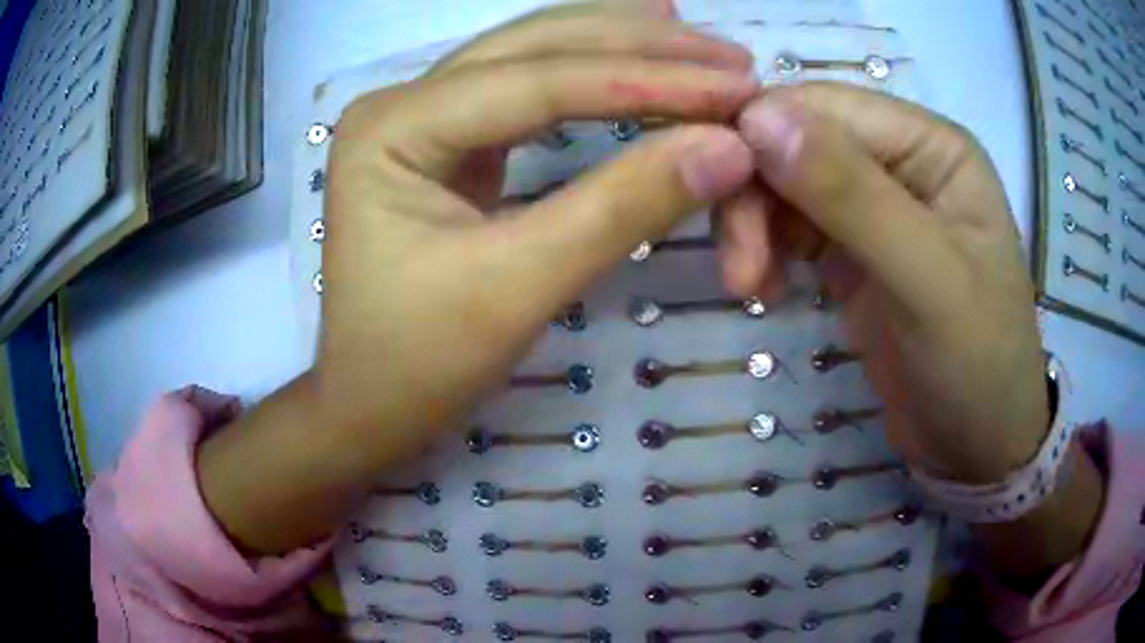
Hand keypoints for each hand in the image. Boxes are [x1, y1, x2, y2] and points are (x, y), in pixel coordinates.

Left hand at [198, 2, 757, 553]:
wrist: (367, 404)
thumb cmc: (419, 363)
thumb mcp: (518, 288)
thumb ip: (623, 208)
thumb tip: (726, 149)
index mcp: (394, 126)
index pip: (539, 81)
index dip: (648, 80)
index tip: (736, 87)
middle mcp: (402, 100)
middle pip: (536, 48)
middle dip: (641, 46)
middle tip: (731, 56)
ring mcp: (421, 115)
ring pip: (534, 56)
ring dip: (621, 45)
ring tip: (695, 39)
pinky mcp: (445, 141)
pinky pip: (528, 88)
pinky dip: (590, 70)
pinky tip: (631, 49)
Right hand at [724, 83, 1101, 580]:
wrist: (976, 445)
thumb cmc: (977, 366)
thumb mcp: (928, 283)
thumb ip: (854, 195)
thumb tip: (760, 116)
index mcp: (931, 145)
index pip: (824, 106)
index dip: (762, 134)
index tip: (716, 194)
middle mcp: (901, 159)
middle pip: (796, 141)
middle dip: (755, 194)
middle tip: (740, 272)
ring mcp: (876, 203)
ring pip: (784, 182)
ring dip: (755, 226)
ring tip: (750, 287)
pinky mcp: (854, 248)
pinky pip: (791, 225)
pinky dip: (767, 249)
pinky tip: (765, 289)